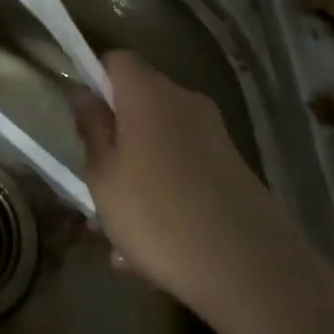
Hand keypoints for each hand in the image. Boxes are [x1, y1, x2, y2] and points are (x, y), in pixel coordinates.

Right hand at [71, 51, 289, 317]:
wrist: (253, 274)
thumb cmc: (157, 214)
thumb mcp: (103, 175)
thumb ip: (91, 127)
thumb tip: (82, 91)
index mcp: (149, 94)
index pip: (116, 60)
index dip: (94, 79)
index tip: (80, 117)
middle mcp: (186, 103)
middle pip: (138, 103)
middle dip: (114, 137)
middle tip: (93, 181)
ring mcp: (215, 138)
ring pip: (159, 143)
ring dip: (136, 174)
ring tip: (119, 233)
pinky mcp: (234, 172)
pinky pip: (184, 171)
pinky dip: (165, 195)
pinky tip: (151, 249)